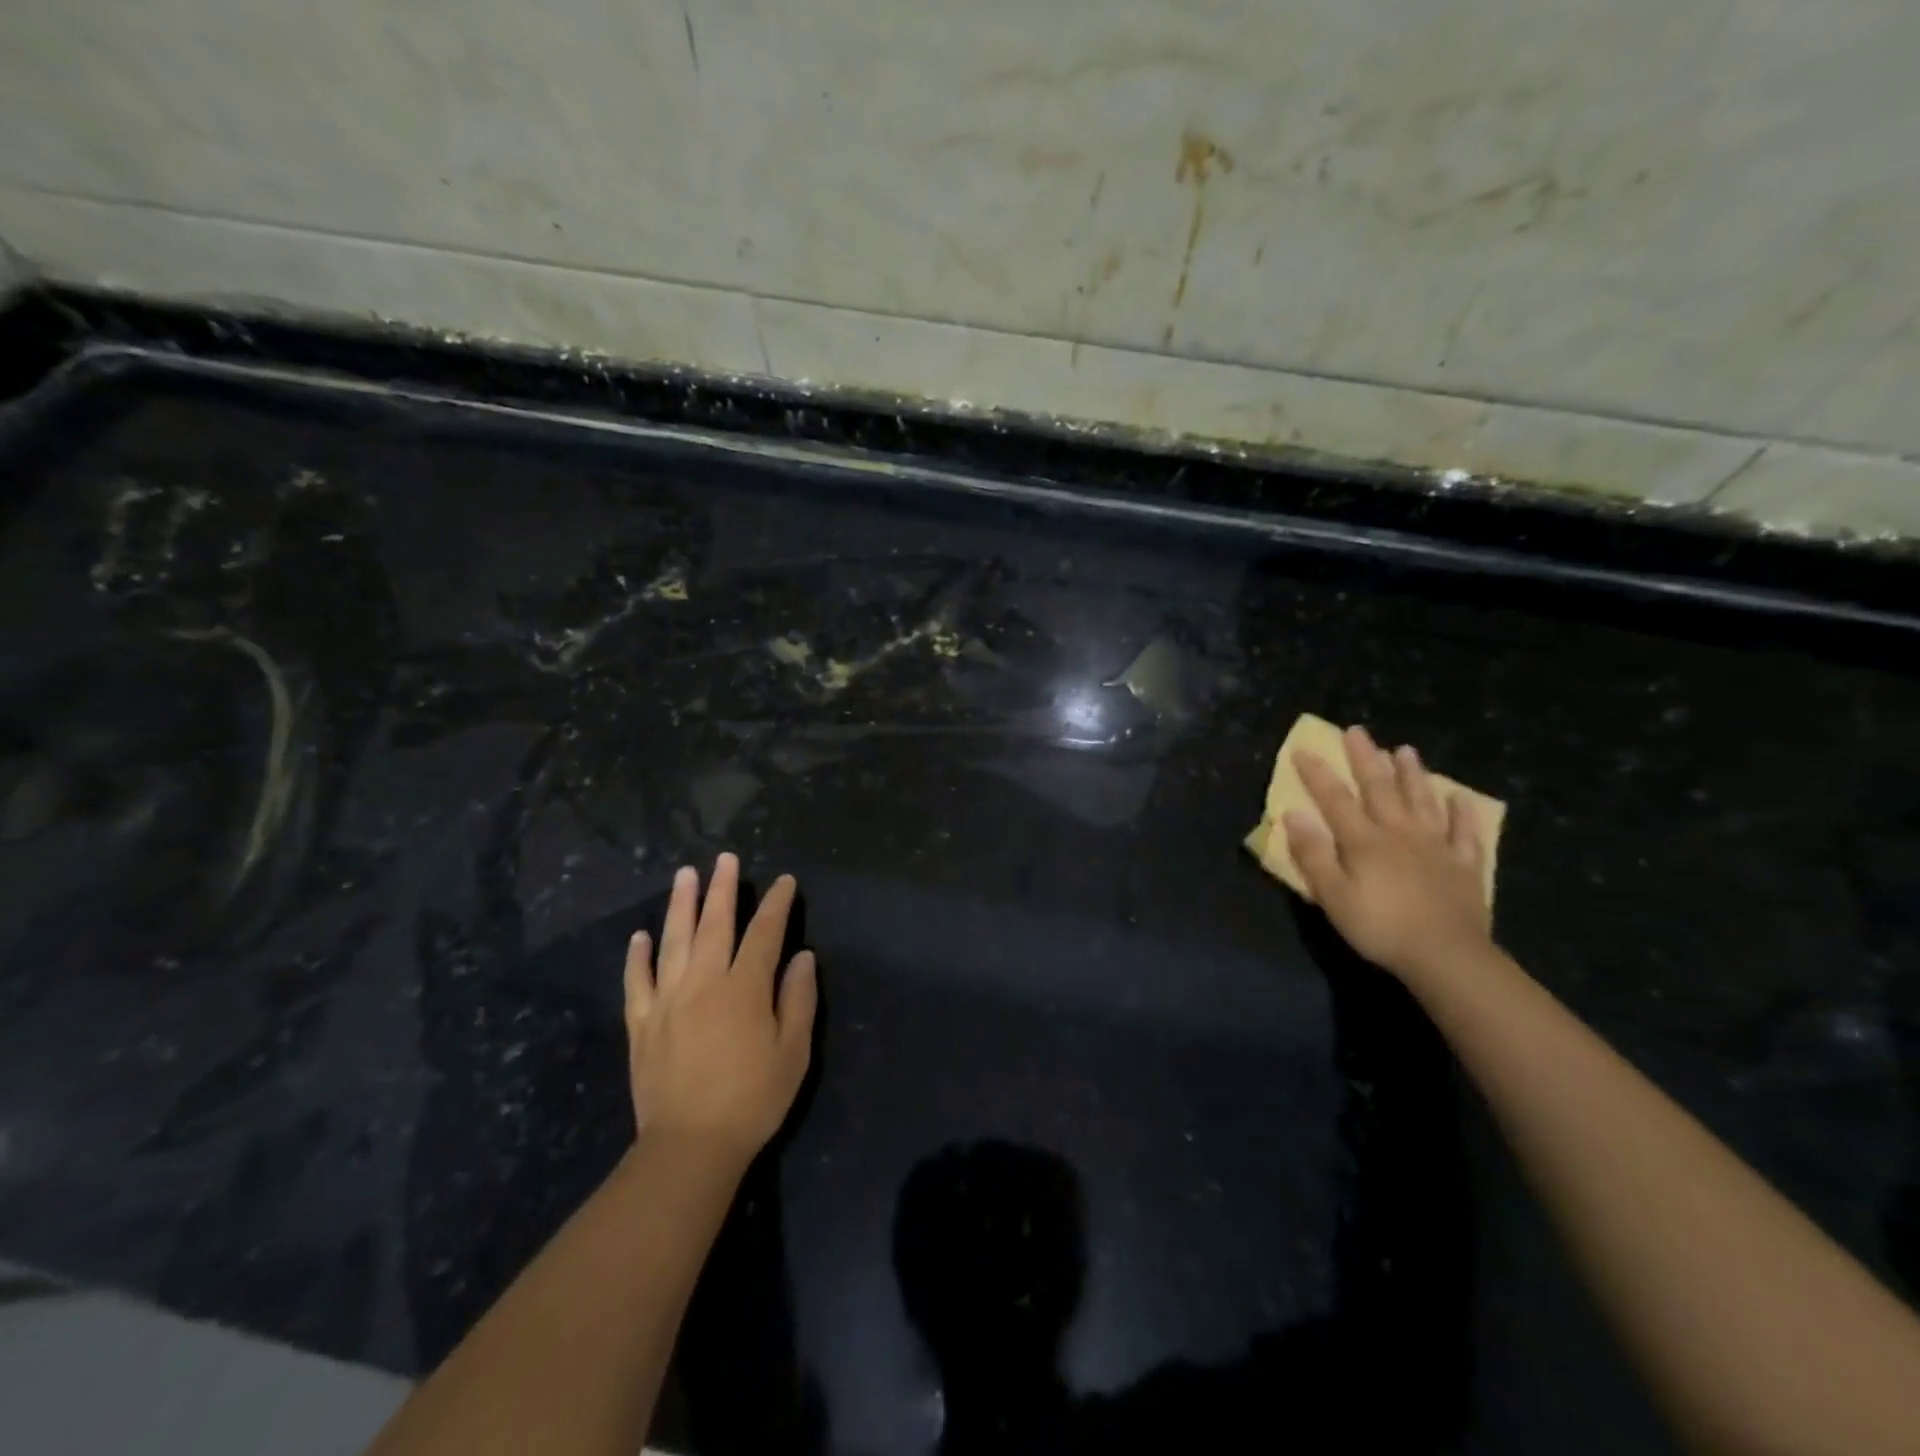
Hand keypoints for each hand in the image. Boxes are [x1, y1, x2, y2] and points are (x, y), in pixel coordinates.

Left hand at [624, 853, 817, 1162]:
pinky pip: (637, 981)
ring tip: (684, 875)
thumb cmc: (753, 1098)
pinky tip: (640, 936)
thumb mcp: (794, 1052)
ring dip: (680, 905)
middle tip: (724, 859)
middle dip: (722, 889)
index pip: (764, 933)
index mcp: (745, 988)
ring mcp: (668, 1000)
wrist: (690, 1147)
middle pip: (714, 924)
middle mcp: (704, 982)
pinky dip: (637, 956)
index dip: (776, 904)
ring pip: (673, 941)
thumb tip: (802, 957)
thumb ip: (799, 999)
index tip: (784, 882)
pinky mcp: (642, 1023)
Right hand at [1283, 724, 1492, 984]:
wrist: (1447, 956)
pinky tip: (1460, 799)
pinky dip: (1463, 813)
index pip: (1335, 799)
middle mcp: (1399, 833)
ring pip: (1422, 801)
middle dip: (1365, 759)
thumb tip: (1293, 814)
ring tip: (1405, 750)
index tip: (1303, 749)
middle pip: (1380, 789)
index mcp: (1364, 840)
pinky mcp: (1464, 866)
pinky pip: (1465, 833)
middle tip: (1357, 731)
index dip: (1317, 774)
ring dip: (1412, 775)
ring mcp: (1436, 847)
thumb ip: (1313, 853)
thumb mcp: (1332, 895)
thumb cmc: (1380, 927)